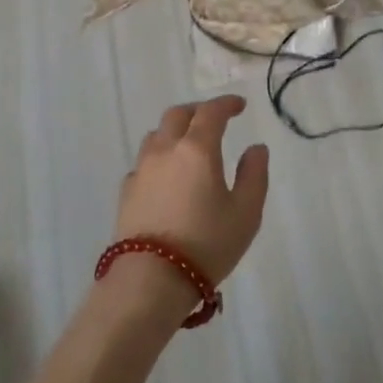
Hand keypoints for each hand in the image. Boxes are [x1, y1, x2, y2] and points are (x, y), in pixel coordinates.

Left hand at [116, 96, 269, 302]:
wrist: (151, 279)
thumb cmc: (207, 243)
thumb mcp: (246, 212)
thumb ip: (254, 175)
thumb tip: (256, 148)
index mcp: (197, 149)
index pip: (211, 112)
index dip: (226, 103)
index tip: (240, 105)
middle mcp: (165, 150)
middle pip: (177, 115)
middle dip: (198, 110)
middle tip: (214, 119)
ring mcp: (141, 170)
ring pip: (156, 135)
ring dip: (174, 130)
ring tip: (188, 144)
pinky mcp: (126, 192)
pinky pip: (144, 162)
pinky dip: (159, 157)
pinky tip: (166, 175)